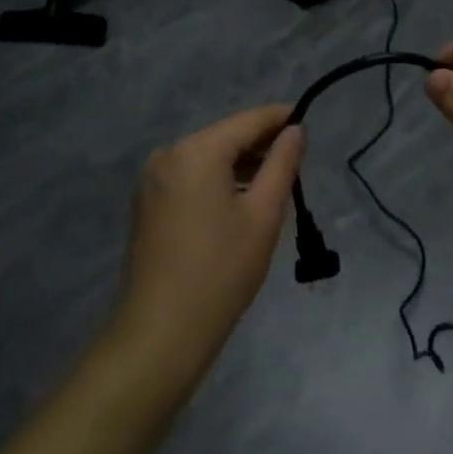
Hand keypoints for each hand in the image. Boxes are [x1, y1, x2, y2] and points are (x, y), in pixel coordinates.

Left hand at [113, 105, 302, 376]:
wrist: (160, 335)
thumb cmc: (220, 272)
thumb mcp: (263, 215)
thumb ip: (282, 164)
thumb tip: (295, 130)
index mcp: (197, 150)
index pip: (247, 120)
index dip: (279, 118)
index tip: (306, 123)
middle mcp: (169, 154)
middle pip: (225, 136)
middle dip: (260, 144)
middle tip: (295, 162)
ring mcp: (152, 179)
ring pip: (206, 156)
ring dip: (238, 164)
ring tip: (272, 183)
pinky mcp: (146, 203)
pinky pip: (189, 176)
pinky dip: (215, 180)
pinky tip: (236, 201)